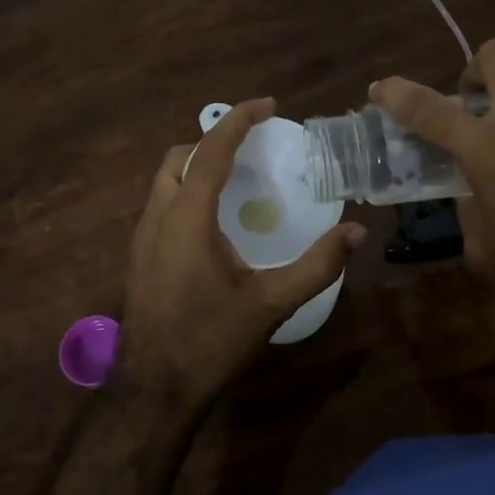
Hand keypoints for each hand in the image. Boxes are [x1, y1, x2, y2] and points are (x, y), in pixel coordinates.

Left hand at [121, 98, 365, 401]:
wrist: (153, 389)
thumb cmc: (211, 341)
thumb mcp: (270, 303)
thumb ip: (316, 265)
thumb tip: (356, 232)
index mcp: (187, 217)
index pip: (211, 150)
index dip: (239, 120)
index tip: (268, 105)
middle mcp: (158, 216)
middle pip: (179, 157)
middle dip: (213, 141)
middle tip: (251, 147)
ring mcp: (142, 237)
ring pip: (165, 181)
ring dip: (197, 167)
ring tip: (236, 179)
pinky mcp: (139, 257)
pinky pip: (161, 205)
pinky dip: (186, 192)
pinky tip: (214, 223)